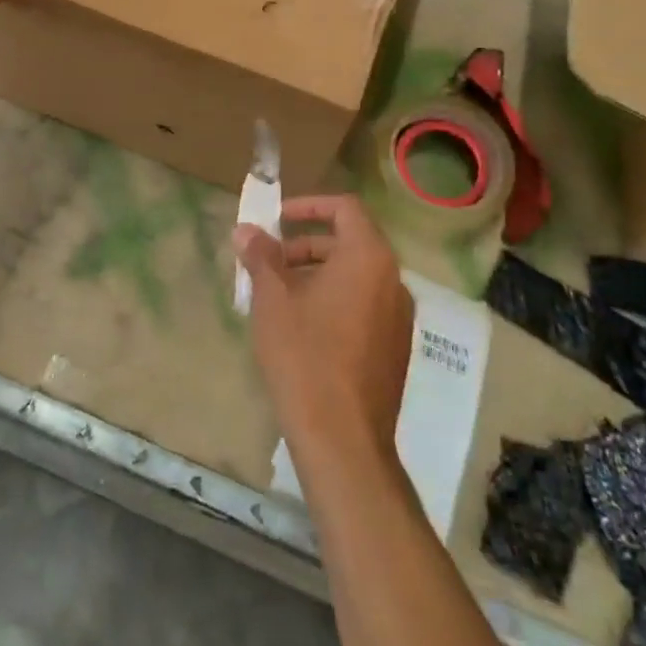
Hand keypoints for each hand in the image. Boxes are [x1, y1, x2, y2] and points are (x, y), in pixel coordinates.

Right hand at [233, 196, 413, 466]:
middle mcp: (393, 279)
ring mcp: (399, 316)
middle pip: (349, 242)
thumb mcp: (273, 299)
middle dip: (305, 245)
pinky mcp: (395, 348)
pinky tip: (302, 329)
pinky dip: (334, 301)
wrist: (343, 439)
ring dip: (316, 275)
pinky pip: (364, 306)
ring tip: (278, 298)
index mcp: (369, 257)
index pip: (345, 208)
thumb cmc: (305, 355)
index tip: (277, 219)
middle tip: (268, 263)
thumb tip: (246, 230)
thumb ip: (261, 256)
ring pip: (355, 277)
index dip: (309, 206)